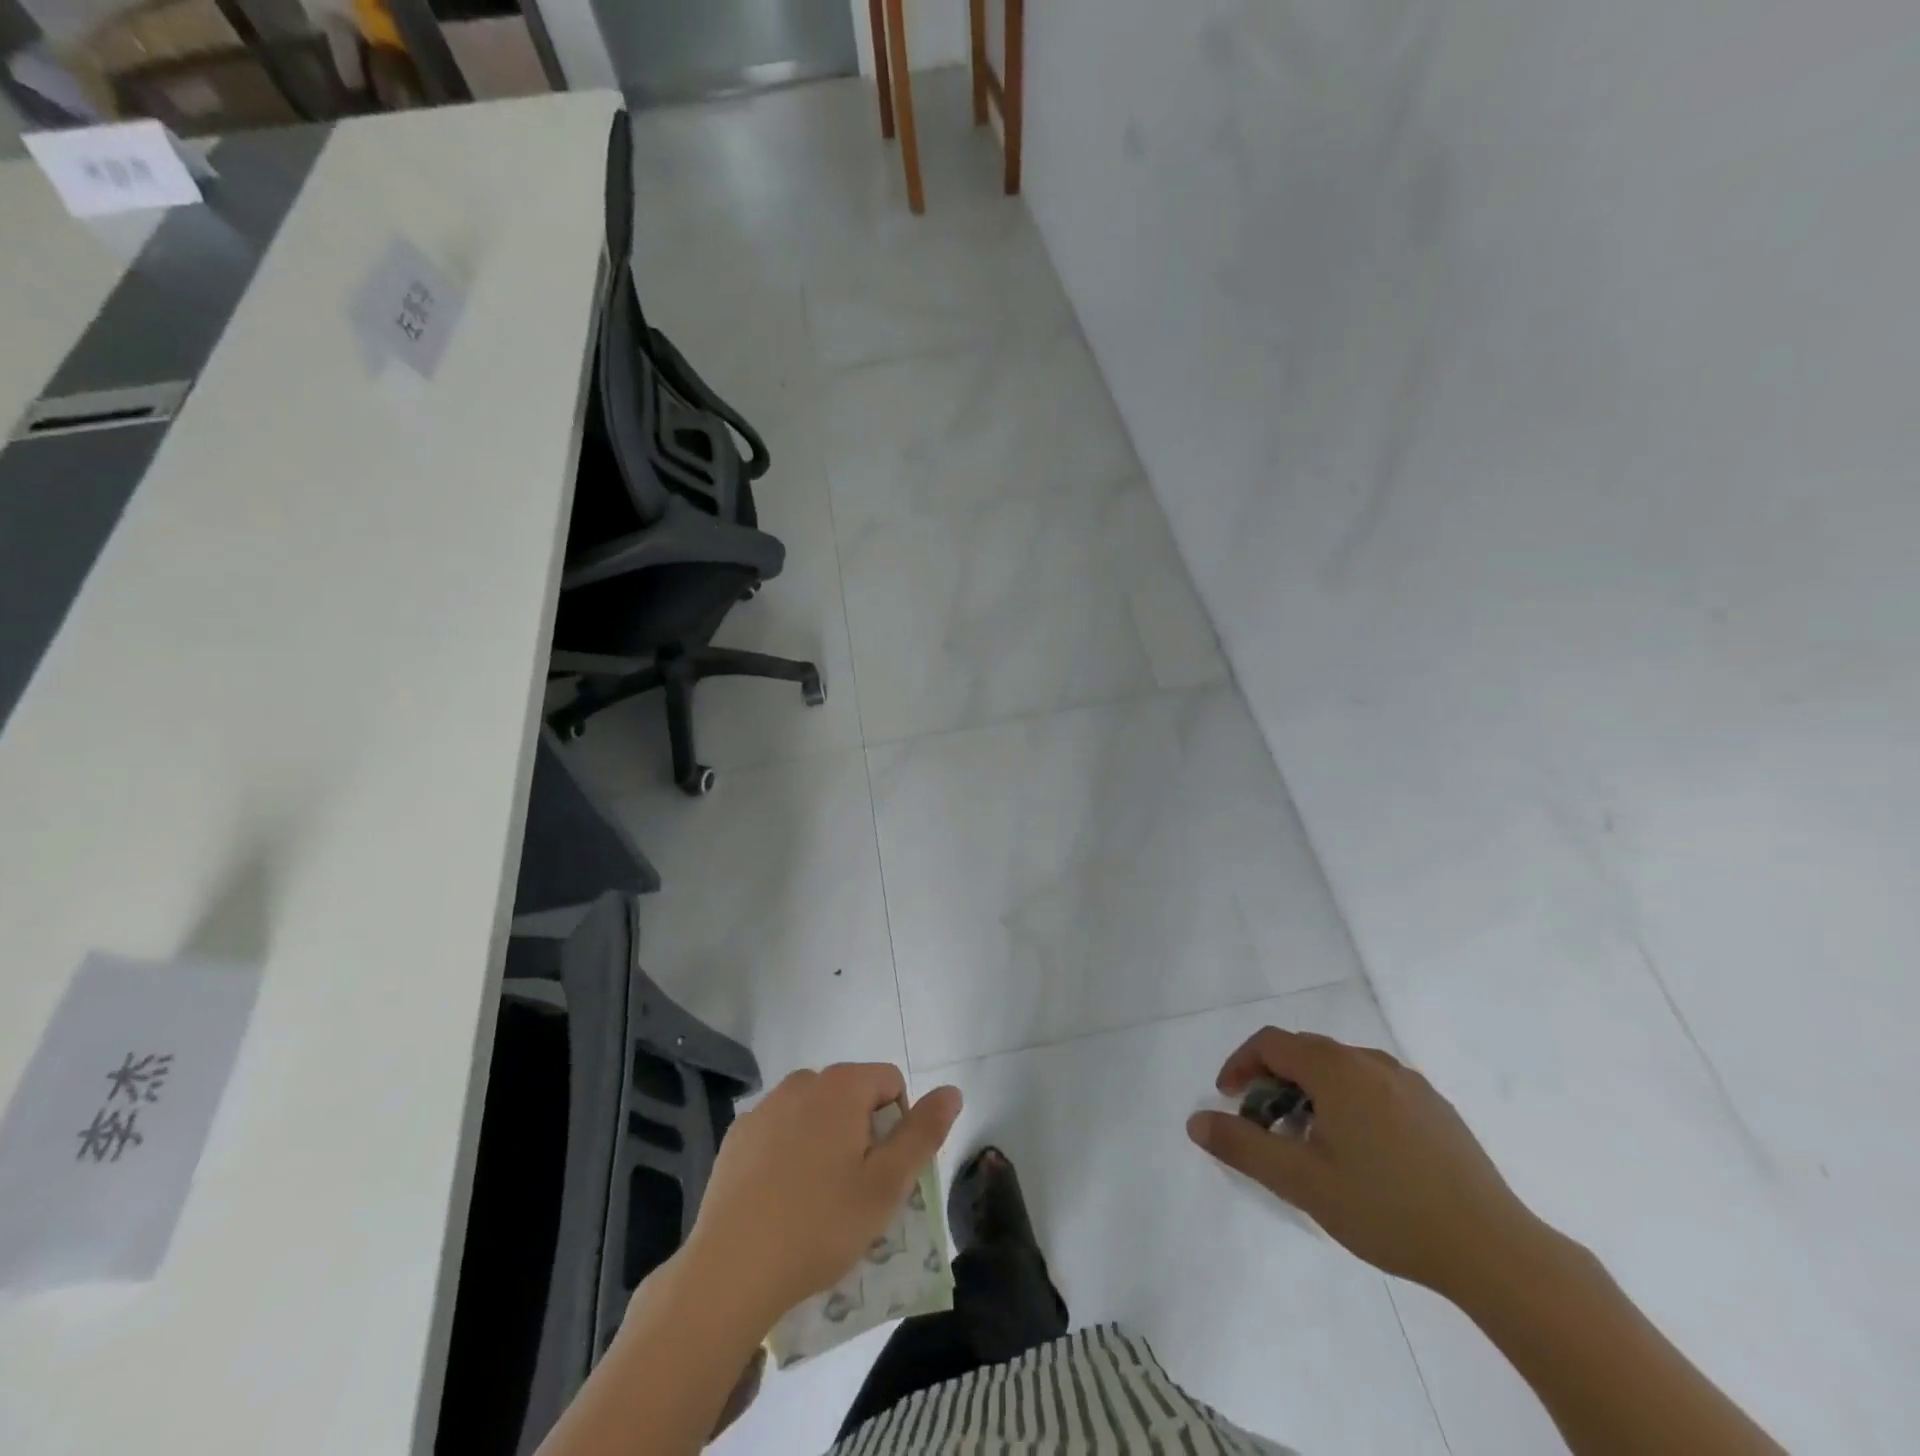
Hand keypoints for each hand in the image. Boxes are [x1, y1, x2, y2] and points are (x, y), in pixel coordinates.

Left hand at [686, 1064, 962, 1326]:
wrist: (730, 1272)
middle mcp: (801, 1082)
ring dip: (825, 1143)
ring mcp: (763, 1108)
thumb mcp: (887, 1184)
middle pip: (851, 1096)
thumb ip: (924, 1132)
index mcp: (841, 1085)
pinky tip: (780, 1201)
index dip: (899, 1126)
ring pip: (814, 1114)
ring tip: (816, 1201)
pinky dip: (788, 1155)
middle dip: (861, 1134)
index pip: (890, 1082)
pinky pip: (779, 1133)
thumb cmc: (820, 1224)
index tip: (884, 1174)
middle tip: (854, 1192)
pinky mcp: (736, 1137)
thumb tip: (952, 1091)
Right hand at [1186, 1027, 1540, 1297]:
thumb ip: (1242, 1146)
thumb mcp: (1301, 1182)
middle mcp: (1371, 1062)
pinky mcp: (1437, 1109)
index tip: (1229, 1099)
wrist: (1495, 1251)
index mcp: (1336, 1069)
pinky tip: (1363, 1155)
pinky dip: (1349, 1103)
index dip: (1241, 1064)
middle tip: (1266, 1128)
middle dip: (1274, 1082)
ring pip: (1342, 1070)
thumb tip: (1196, 1121)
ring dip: (1312, 1093)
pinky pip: (1375, 1088)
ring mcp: (1409, 1083)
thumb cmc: (1387, 1210)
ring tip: (1311, 1144)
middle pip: (1305, 1052)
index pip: (1271, 1042)